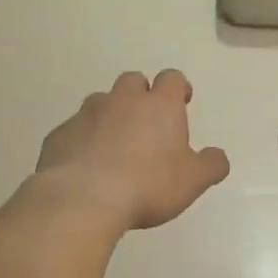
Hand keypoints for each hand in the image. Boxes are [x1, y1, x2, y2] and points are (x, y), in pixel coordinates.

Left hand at [34, 70, 230, 230]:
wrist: (84, 198)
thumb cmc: (148, 185)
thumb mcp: (193, 181)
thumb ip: (211, 165)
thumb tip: (218, 157)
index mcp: (159, 106)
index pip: (172, 79)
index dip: (178, 88)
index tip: (182, 101)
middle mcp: (122, 101)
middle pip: (133, 82)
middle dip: (141, 95)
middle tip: (147, 122)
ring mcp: (86, 115)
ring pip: (100, 103)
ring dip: (110, 116)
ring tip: (114, 145)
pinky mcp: (59, 135)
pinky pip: (74, 130)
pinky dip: (83, 140)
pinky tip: (85, 165)